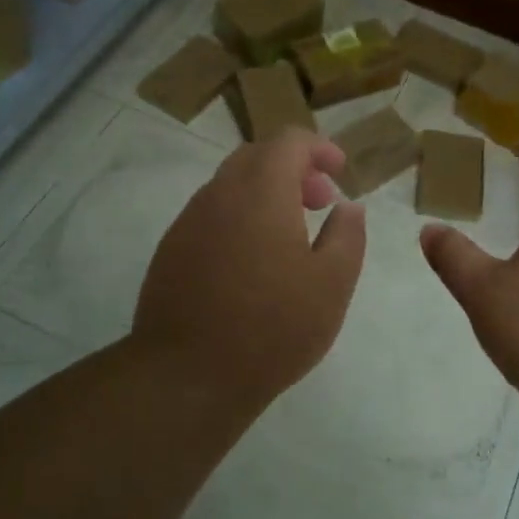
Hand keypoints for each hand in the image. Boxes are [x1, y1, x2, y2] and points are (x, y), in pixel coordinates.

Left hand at [133, 129, 366, 412]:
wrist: (187, 376)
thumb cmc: (273, 327)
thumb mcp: (332, 283)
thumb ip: (348, 235)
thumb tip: (348, 207)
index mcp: (261, 192)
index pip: (288, 141)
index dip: (318, 147)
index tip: (339, 171)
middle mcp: (219, 195)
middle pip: (256, 157)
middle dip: (292, 169)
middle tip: (319, 202)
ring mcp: (188, 222)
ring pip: (230, 186)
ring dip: (264, 194)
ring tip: (290, 235)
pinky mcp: (170, 251)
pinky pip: (210, 216)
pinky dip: (239, 218)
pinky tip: (252, 263)